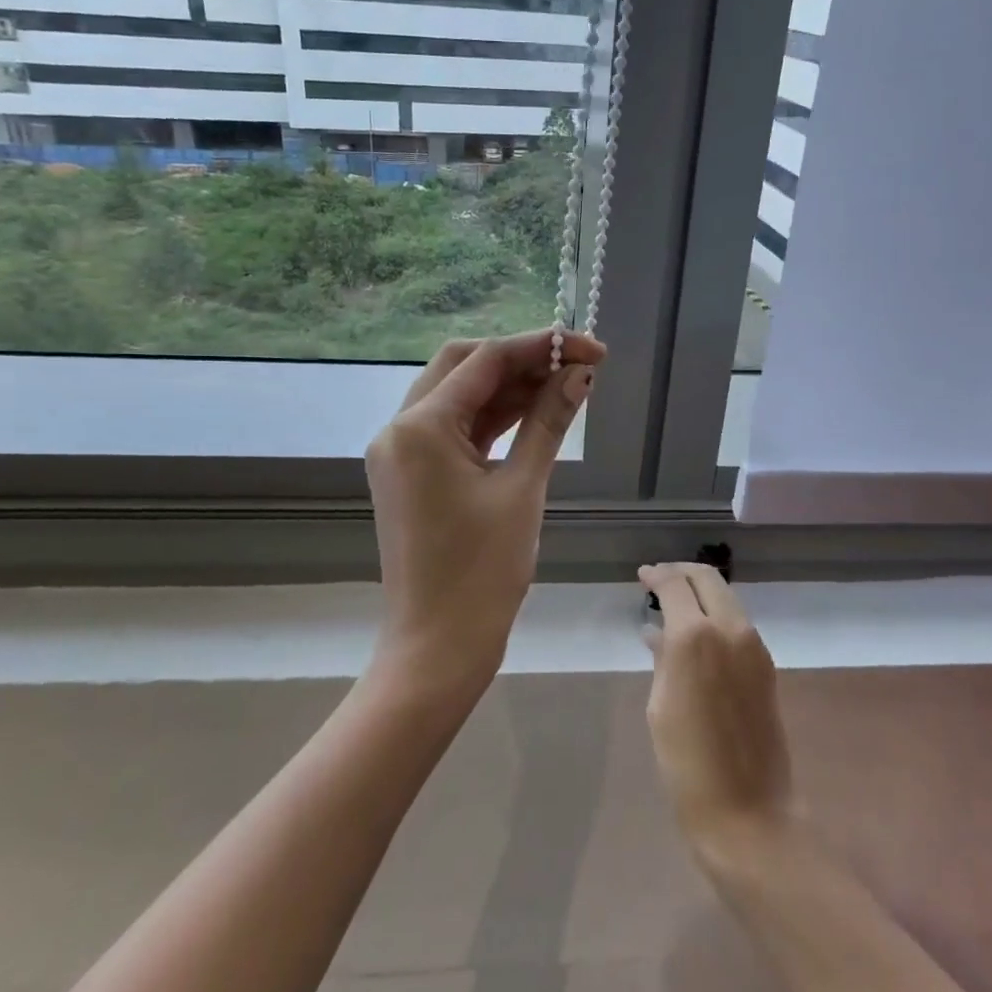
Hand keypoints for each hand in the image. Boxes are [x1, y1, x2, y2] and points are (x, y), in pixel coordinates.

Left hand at [366, 330, 604, 689]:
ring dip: (509, 386)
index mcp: (420, 427)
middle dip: (521, 358)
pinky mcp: (412, 473)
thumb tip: (580, 373)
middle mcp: (400, 428)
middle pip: (464, 366)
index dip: (542, 345)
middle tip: (576, 364)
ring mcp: (401, 451)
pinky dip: (493, 417)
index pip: (485, 361)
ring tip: (566, 383)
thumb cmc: (482, 573)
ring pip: (459, 395)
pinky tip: (535, 410)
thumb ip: (549, 422)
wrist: (438, 646)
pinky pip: (454, 428)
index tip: (591, 347)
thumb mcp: (522, 489)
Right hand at [641, 562, 795, 855]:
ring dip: (701, 593)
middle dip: (681, 573)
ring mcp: (754, 647)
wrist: (748, 813)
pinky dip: (715, 615)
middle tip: (658, 580)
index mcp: (696, 636)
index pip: (675, 585)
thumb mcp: (660, 706)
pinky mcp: (766, 666)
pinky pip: (737, 624)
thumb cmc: (687, 764)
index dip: (656, 576)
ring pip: (726, 598)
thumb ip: (662, 659)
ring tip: (674, 604)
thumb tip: (658, 632)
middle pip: (707, 579)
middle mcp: (730, 629)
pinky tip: (696, 634)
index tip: (642, 576)